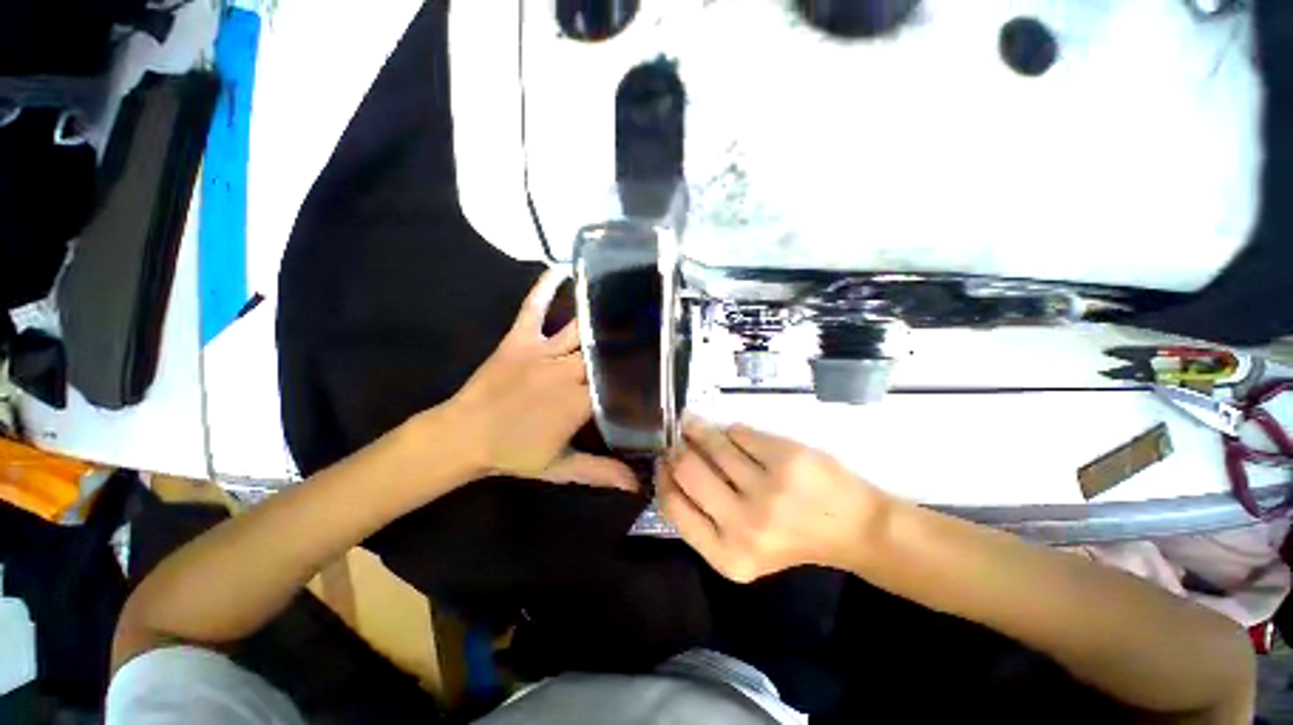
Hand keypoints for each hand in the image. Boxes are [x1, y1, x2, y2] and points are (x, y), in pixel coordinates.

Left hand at [446, 268, 637, 491]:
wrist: (463, 436)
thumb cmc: (513, 453)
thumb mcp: (560, 467)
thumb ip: (600, 472)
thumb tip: (637, 488)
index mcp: (577, 402)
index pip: (617, 381)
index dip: (638, 371)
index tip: (661, 361)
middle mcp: (565, 371)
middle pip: (604, 351)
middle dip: (630, 339)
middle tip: (656, 324)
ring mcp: (542, 351)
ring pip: (580, 329)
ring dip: (603, 314)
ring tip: (629, 297)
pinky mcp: (520, 339)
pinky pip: (534, 308)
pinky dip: (545, 287)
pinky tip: (561, 268)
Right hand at [657, 418, 889, 581]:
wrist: (853, 528)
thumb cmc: (790, 538)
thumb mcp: (740, 548)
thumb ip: (702, 518)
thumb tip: (668, 468)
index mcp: (728, 555)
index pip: (673, 506)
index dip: (663, 478)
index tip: (662, 461)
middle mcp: (744, 525)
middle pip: (688, 470)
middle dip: (677, 450)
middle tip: (676, 440)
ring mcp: (767, 489)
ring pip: (713, 444)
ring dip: (697, 430)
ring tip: (691, 423)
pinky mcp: (786, 458)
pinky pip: (739, 432)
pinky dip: (730, 431)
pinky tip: (730, 433)